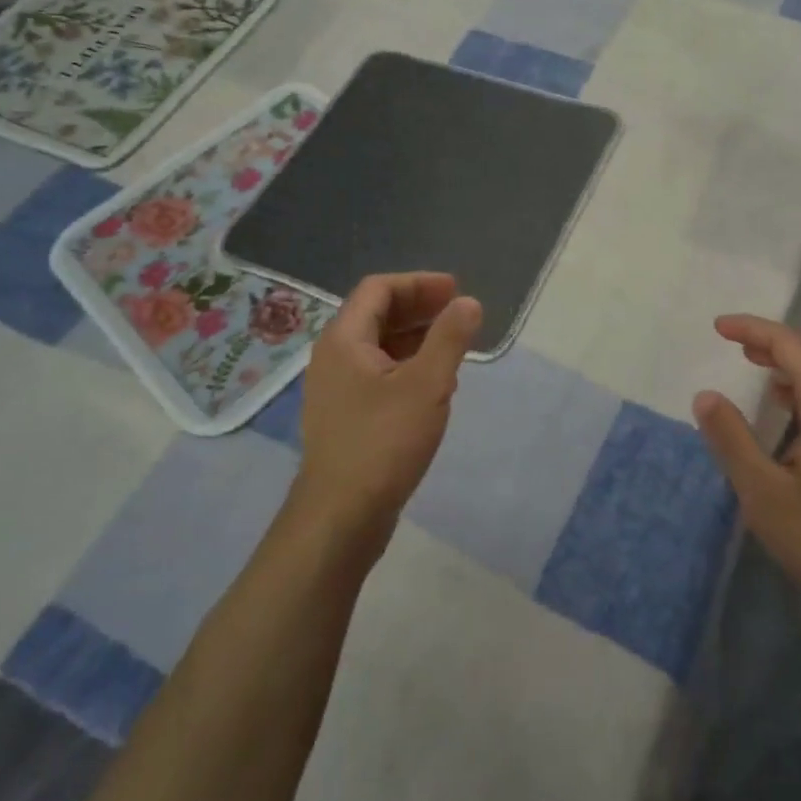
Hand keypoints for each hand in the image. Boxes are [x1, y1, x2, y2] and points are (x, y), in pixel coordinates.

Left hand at [292, 272, 481, 554]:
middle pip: (376, 315)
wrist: (341, 517)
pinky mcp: (345, 417)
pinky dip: (407, 367)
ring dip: (416, 338)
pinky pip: (377, 375)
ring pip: (378, 347)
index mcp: (344, 340)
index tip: (455, 291)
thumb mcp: (427, 385)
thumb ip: (450, 338)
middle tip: (458, 313)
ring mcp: (336, 390)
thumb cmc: (383, 442)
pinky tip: (434, 385)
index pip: (379, 290)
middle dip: (419, 308)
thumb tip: (468, 302)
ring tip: (453, 346)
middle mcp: (333, 358)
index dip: (419, 283)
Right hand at [694, 315, 800, 634]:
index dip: (754, 329)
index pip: (793, 346)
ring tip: (751, 363)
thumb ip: (732, 439)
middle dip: (771, 338)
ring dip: (788, 360)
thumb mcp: (764, 494)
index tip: (717, 327)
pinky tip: (783, 405)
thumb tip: (705, 395)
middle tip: (731, 341)